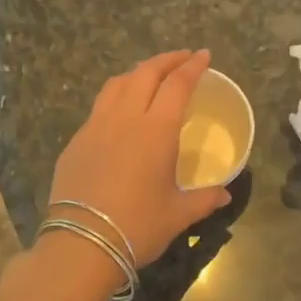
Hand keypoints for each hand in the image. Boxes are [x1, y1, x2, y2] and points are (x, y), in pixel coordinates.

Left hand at [48, 50, 232, 264]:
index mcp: (156, 130)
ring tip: (151, 76)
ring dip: (138, 72)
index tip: (203, 55)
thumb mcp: (178, 214)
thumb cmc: (138, 226)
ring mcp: (95, 127)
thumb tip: (224, 194)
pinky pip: (99, 107)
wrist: (81, 245)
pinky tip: (121, 112)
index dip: (192, 67)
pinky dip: (116, 97)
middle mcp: (125, 118)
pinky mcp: (76, 142)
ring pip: (117, 84)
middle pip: (145, 73)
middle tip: (182, 58)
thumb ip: (205, 199)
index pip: (177, 85)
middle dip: (167, 60)